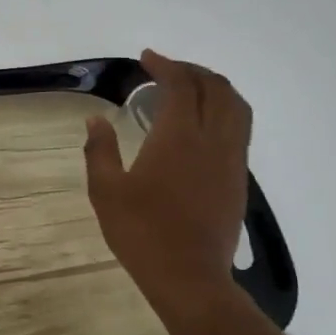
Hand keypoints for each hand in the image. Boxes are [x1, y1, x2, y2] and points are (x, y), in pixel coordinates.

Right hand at [84, 50, 254, 334]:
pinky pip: (240, 128)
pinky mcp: (238, 178)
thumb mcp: (106, 191)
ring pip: (236, 106)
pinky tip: (204, 122)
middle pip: (215, 88)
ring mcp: (231, 159)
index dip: (166, 65)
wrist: (189, 277)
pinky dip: (225, 110)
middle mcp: (212, 140)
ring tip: (192, 87)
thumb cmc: (141, 232)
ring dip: (215, 87)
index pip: (181, 86)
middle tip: (167, 68)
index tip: (147, 58)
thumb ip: (100, 151)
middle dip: (192, 70)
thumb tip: (95, 120)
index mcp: (178, 137)